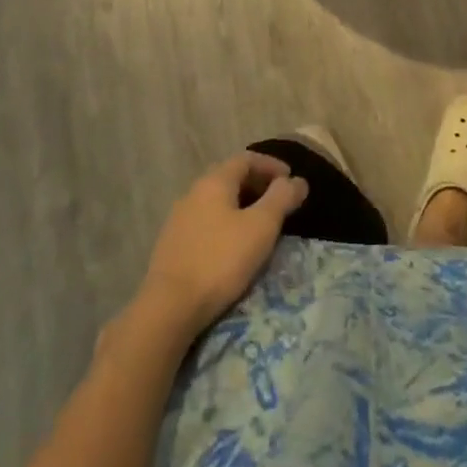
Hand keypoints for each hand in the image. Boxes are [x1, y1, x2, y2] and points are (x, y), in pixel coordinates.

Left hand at [139, 152, 307, 334]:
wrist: (168, 308)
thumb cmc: (220, 260)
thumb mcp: (261, 227)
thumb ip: (282, 199)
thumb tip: (298, 180)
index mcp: (214, 181)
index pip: (247, 159)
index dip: (271, 165)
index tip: (290, 179)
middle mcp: (193, 191)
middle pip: (230, 177)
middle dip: (257, 184)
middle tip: (279, 201)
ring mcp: (179, 218)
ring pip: (216, 201)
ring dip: (241, 205)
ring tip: (259, 224)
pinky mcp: (172, 244)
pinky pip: (205, 221)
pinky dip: (225, 223)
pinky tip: (232, 245)